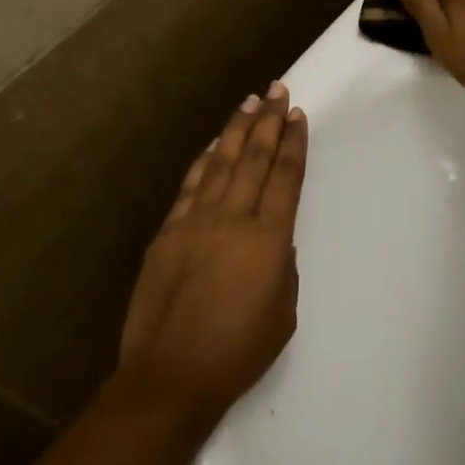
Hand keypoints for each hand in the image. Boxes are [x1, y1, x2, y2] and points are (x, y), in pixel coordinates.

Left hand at [119, 83, 305, 428]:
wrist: (171, 375)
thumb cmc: (237, 351)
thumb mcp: (283, 311)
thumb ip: (281, 266)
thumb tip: (270, 241)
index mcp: (268, 239)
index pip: (285, 177)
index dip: (293, 143)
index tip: (297, 115)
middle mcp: (233, 219)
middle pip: (254, 159)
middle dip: (268, 121)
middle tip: (278, 89)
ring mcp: (196, 221)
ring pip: (221, 163)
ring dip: (236, 130)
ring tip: (249, 102)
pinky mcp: (168, 232)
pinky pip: (190, 186)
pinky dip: (203, 160)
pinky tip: (212, 144)